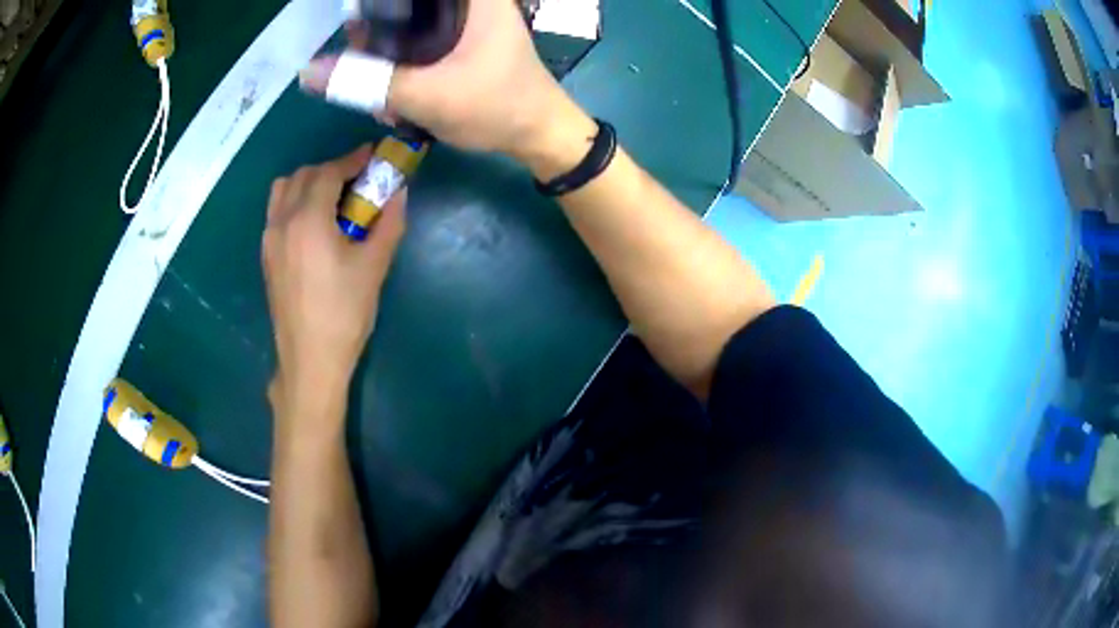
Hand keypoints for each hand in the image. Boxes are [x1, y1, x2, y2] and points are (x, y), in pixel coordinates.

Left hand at [262, 144, 406, 407]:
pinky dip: (295, 201)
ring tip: (332, 198)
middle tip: (357, 181)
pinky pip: (277, 211)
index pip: (328, 172)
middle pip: (303, 175)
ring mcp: (270, 239)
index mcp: (308, 219)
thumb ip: (389, 223)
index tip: (372, 156)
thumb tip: (398, 192)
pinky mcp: (267, 256)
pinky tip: (314, 224)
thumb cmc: (345, 312)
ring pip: (283, 190)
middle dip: (331, 169)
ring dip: (308, 182)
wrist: (310, 359)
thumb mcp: (374, 266)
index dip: (352, 159)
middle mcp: (283, 221)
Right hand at [300, 0, 596, 178]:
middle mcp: (471, 3)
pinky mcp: (462, 41)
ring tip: (377, 85)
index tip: (359, 23)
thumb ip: (367, 82)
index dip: (382, 6)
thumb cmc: (496, 107)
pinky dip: (403, 62)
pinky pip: (420, 41)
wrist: (538, 136)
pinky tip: (394, 93)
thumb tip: (309, 73)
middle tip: (360, 55)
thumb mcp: (427, 95)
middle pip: (408, 6)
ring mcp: (467, 22)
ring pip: (410, 23)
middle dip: (377, 32)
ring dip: (386, 52)